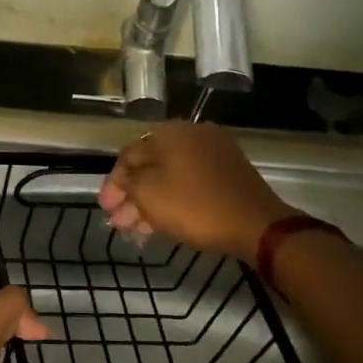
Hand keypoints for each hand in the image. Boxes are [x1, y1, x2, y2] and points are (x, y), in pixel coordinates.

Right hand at [99, 121, 294, 260]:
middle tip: (118, 222)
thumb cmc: (194, 205)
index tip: (105, 209)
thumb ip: (127, 183)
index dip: (113, 184)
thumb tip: (124, 180)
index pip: (129, 155)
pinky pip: (191, 183)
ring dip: (150, 202)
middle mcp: (192, 135)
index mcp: (170, 133)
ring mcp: (214, 154)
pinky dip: (173, 200)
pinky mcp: (229, 174)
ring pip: (171, 177)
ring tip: (135, 230)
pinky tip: (160, 223)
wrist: (256, 224)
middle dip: (131, 196)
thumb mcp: (148, 194)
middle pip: (151, 166)